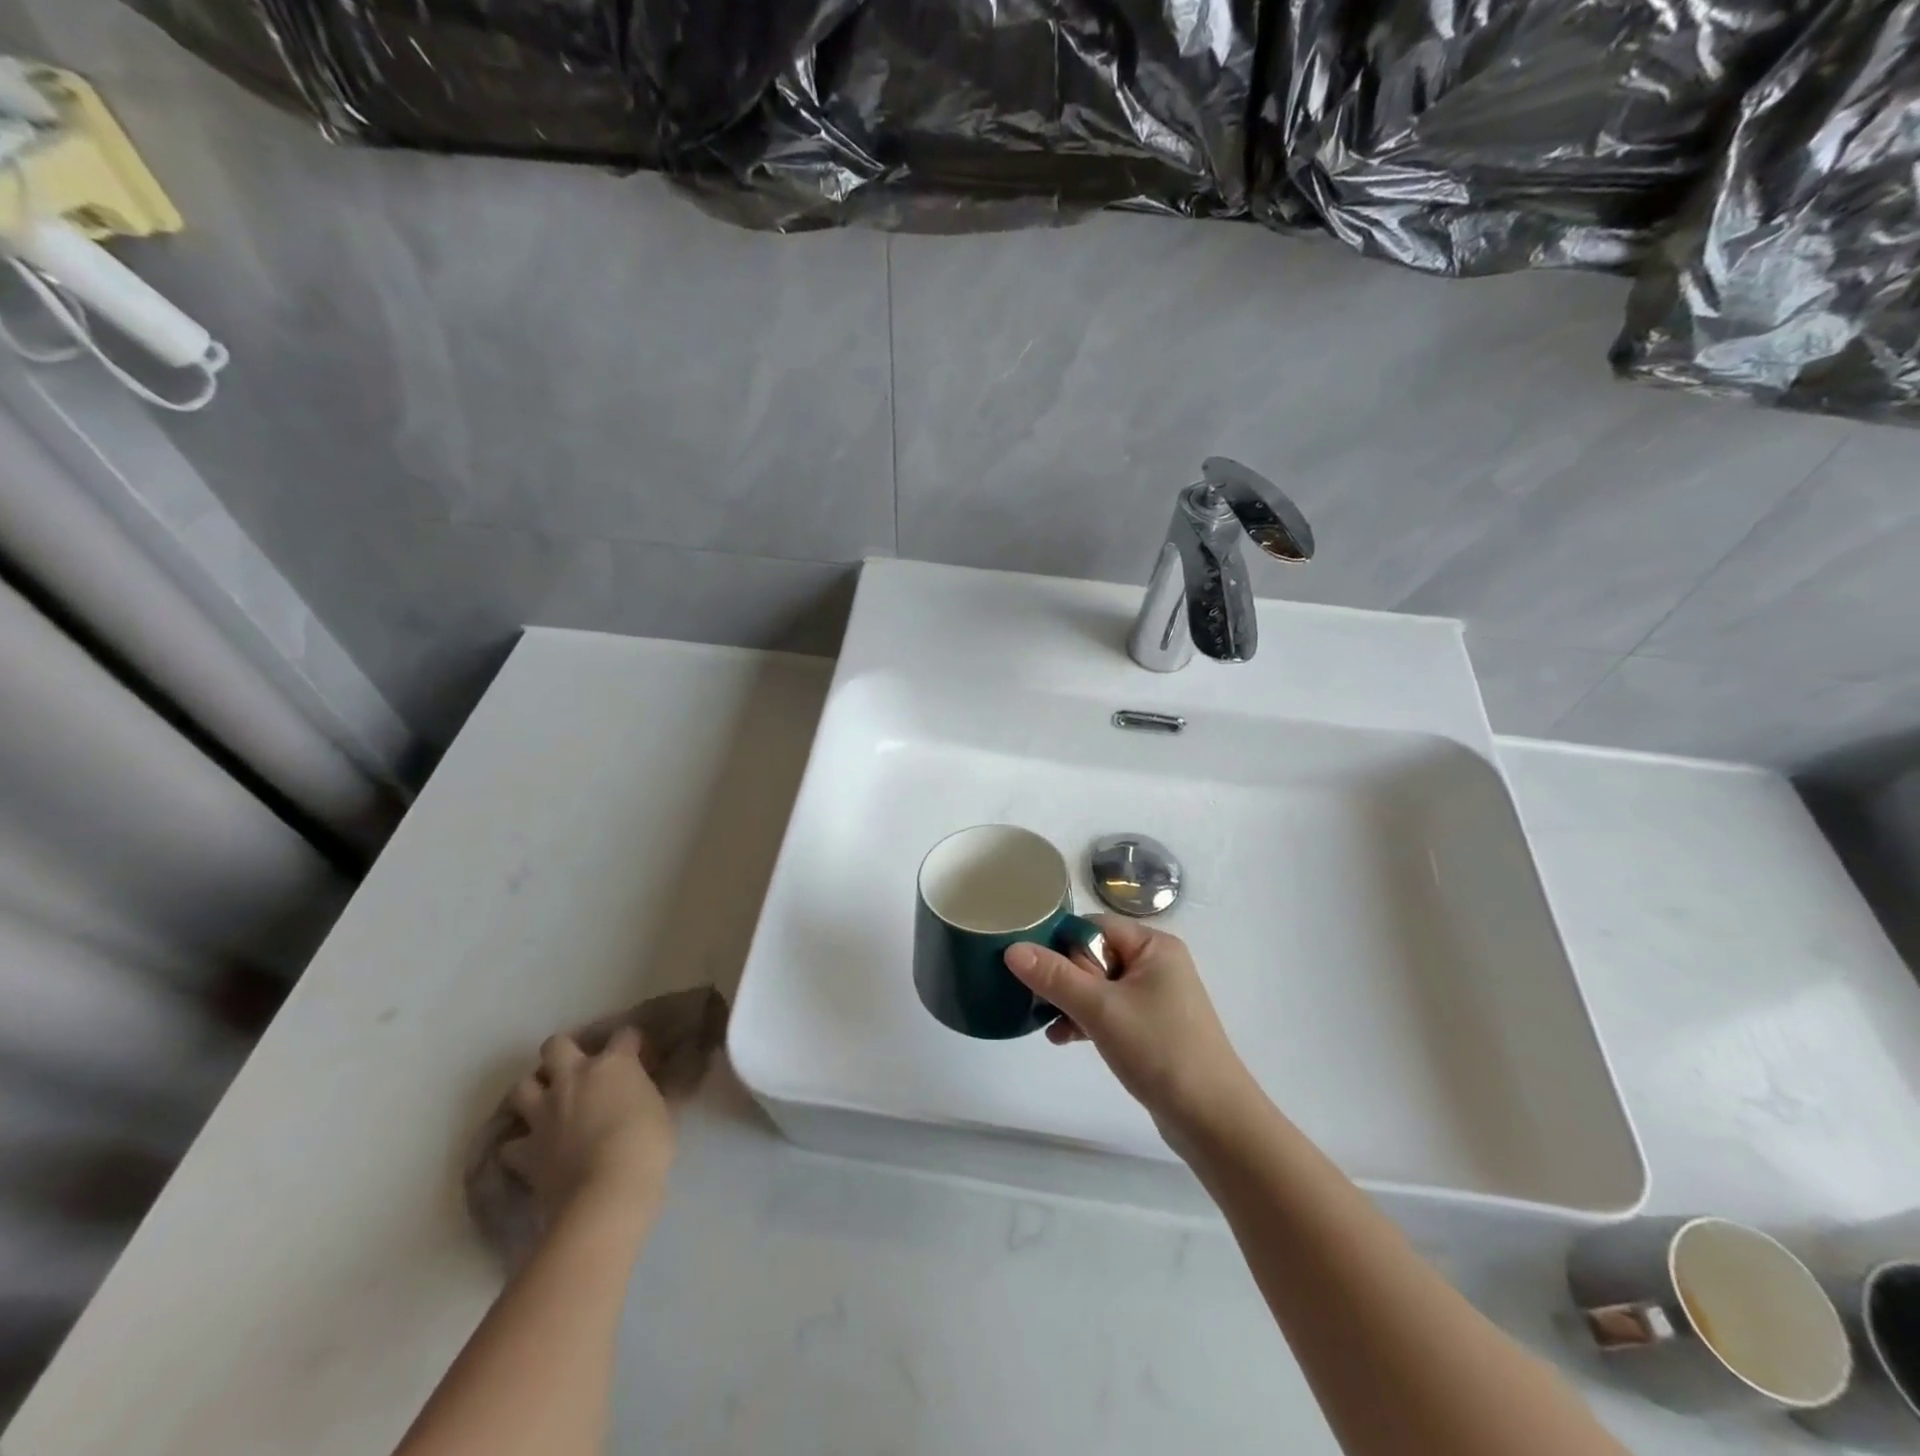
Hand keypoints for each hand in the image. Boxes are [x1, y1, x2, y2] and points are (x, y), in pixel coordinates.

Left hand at [501, 1027, 674, 1228]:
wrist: (606, 1192)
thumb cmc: (646, 1145)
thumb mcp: (665, 1112)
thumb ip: (657, 1093)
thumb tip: (666, 1086)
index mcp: (613, 1064)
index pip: (625, 1034)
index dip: (634, 1044)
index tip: (643, 1060)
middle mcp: (573, 1078)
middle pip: (556, 1045)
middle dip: (563, 1052)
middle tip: (578, 1070)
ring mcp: (544, 1113)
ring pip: (522, 1086)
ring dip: (533, 1092)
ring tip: (548, 1104)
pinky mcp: (524, 1151)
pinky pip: (510, 1143)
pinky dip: (519, 1144)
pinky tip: (532, 1150)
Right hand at [1005, 918, 1255, 1140]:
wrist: (1213, 1120)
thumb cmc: (1159, 1050)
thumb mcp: (1101, 1009)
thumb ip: (1055, 977)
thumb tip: (1012, 948)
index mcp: (1152, 945)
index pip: (1093, 926)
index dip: (1061, 944)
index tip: (1032, 969)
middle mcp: (1156, 963)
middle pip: (1093, 954)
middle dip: (1064, 979)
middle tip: (1045, 1004)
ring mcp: (1155, 996)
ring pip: (1097, 985)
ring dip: (1071, 1003)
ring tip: (1050, 1026)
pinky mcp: (1151, 1026)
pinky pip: (1109, 1010)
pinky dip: (1087, 1020)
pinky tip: (1064, 1039)